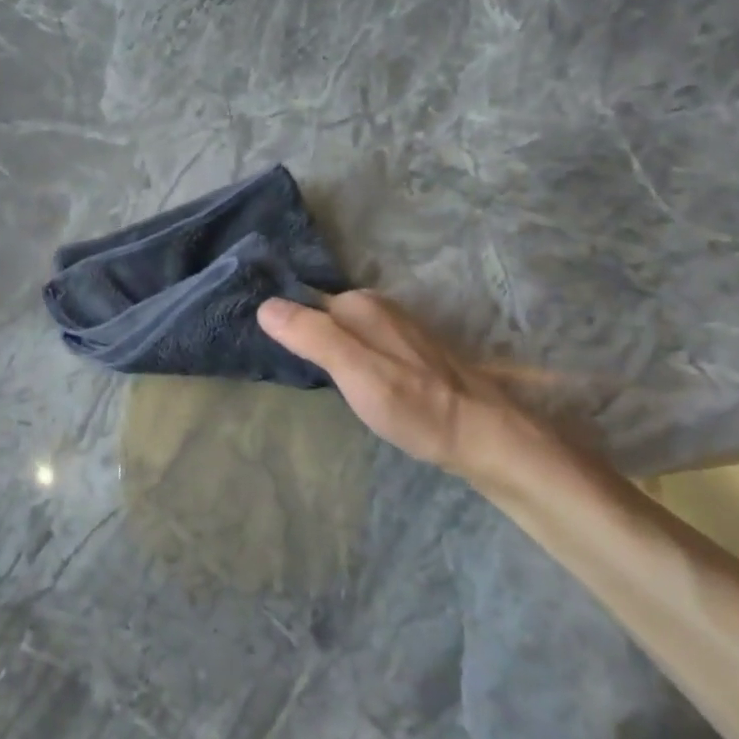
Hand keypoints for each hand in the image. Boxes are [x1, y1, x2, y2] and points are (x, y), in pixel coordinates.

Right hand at [257, 290, 581, 495]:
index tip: (256, 345)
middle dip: (299, 332)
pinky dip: (343, 356)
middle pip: (321, 315)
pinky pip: (358, 344)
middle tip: (273, 363)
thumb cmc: (414, 404)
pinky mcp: (405, 352)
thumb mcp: (355, 371)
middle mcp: (377, 307)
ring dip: (321, 345)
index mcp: (359, 305)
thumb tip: (264, 305)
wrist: (482, 434)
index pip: (301, 303)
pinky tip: (341, 380)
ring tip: (299, 371)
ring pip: (341, 330)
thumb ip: (312, 337)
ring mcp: (395, 329)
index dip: (280, 323)